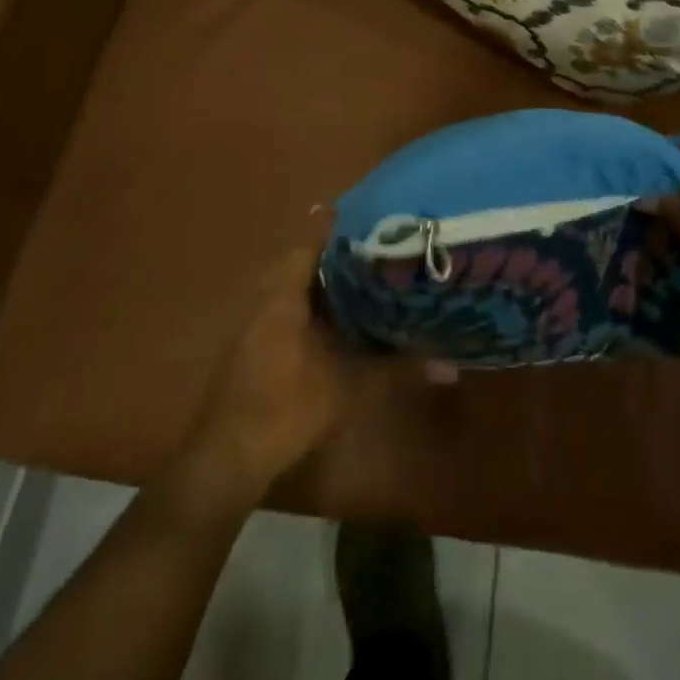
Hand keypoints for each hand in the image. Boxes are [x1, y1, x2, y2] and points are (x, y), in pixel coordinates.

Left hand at [172, 245, 378, 501]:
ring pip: (292, 286)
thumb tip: (452, 366)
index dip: (341, 229)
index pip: (312, 243)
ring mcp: (255, 324)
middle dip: (337, 255)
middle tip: (378, 250)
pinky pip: (285, 308)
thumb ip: (397, 369)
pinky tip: (338, 320)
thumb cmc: (287, 408)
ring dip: (323, 281)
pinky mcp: (253, 347)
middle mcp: (266, 299)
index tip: (374, 220)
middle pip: (303, 261)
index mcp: (284, 295)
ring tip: (365, 279)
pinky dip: (310, 304)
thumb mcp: (350, 386)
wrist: (228, 458)